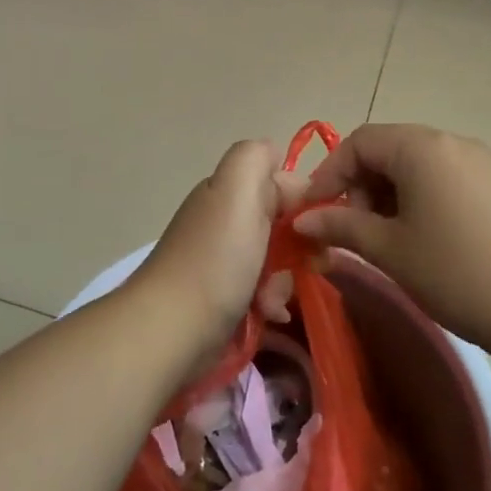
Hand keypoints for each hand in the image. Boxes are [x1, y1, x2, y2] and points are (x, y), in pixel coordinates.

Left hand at [131, 140, 305, 350]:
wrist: (171, 331)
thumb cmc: (214, 260)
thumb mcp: (237, 191)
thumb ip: (257, 159)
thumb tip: (278, 162)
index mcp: (227, 190)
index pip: (281, 181)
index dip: (304, 200)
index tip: (319, 225)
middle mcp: (224, 219)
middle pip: (281, 223)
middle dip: (297, 246)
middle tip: (306, 267)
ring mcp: (221, 260)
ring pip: (275, 260)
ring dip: (285, 280)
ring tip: (273, 301)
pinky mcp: (223, 297)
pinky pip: (261, 291)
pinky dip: (270, 302)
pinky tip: (269, 315)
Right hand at [294, 124, 490, 348]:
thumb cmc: (454, 271)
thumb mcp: (388, 249)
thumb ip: (340, 225)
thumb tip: (302, 218)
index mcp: (422, 147)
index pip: (359, 142)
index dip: (329, 174)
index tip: (315, 212)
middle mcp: (453, 142)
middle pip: (389, 149)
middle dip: (360, 185)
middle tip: (352, 230)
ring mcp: (482, 161)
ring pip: (418, 165)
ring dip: (390, 194)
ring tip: (386, 238)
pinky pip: (446, 178)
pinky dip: (421, 198)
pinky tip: (424, 238)